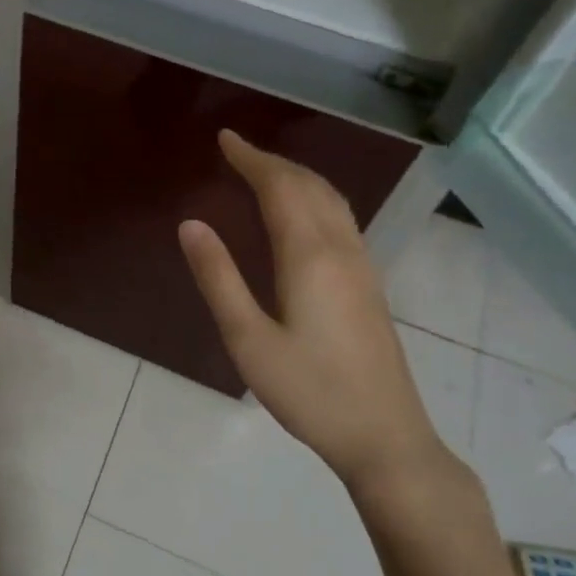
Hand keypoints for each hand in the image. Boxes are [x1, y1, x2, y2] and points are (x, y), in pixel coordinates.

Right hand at [178, 130, 460, 502]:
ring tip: (266, 171)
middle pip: (309, 186)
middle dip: (273, 162)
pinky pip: (341, 219)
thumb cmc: (309, 390)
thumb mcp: (248, 339)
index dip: (252, 159)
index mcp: (309, 256)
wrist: (385, 436)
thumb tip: (191, 224)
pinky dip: (315, 198)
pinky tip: (303, 214)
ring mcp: (362, 266)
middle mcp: (341, 249)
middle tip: (238, 151)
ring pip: (331, 200)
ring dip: (297, 176)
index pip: (280, 187)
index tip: (225, 139)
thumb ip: (218, 278)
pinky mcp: (369, 284)